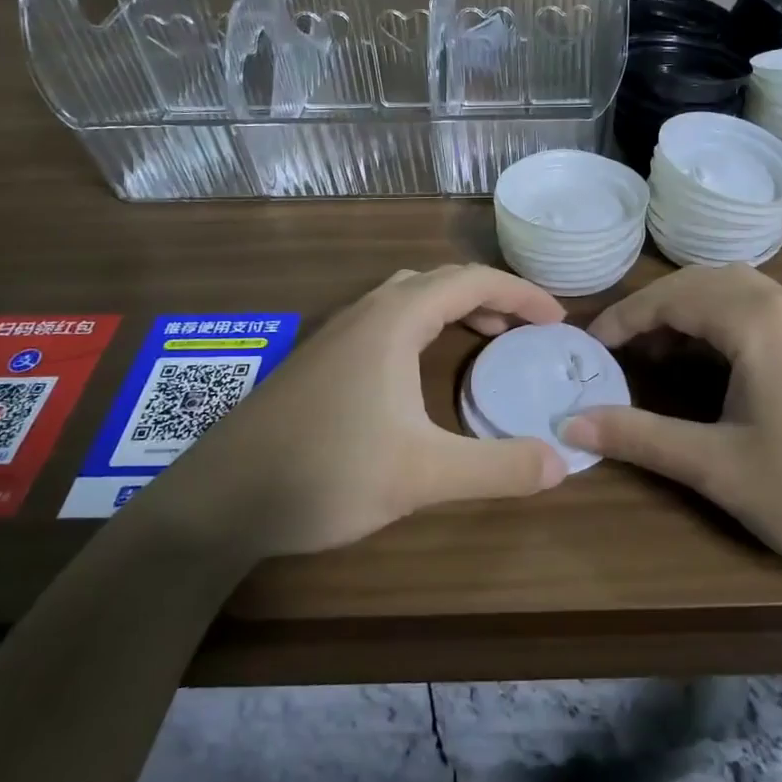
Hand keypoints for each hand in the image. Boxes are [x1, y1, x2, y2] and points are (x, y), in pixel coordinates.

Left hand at [136, 266, 567, 559]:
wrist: (218, 500)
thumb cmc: (324, 473)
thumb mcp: (421, 475)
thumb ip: (497, 467)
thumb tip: (563, 461)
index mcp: (393, 320)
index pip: (471, 281)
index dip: (520, 294)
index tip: (557, 320)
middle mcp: (365, 313)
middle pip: (440, 280)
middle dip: (490, 296)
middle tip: (527, 330)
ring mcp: (336, 334)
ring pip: (408, 297)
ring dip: (453, 308)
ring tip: (486, 340)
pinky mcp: (319, 360)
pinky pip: (386, 320)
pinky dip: (423, 327)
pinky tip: (421, 370)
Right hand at [560, 266, 781, 594]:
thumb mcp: (719, 467)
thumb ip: (641, 437)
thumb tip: (570, 423)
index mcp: (759, 318)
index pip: (673, 295)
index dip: (624, 318)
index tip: (588, 348)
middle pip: (705, 281)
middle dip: (656, 309)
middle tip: (620, 351)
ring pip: (739, 292)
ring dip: (692, 313)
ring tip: (660, 356)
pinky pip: (766, 311)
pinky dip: (726, 324)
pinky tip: (717, 366)